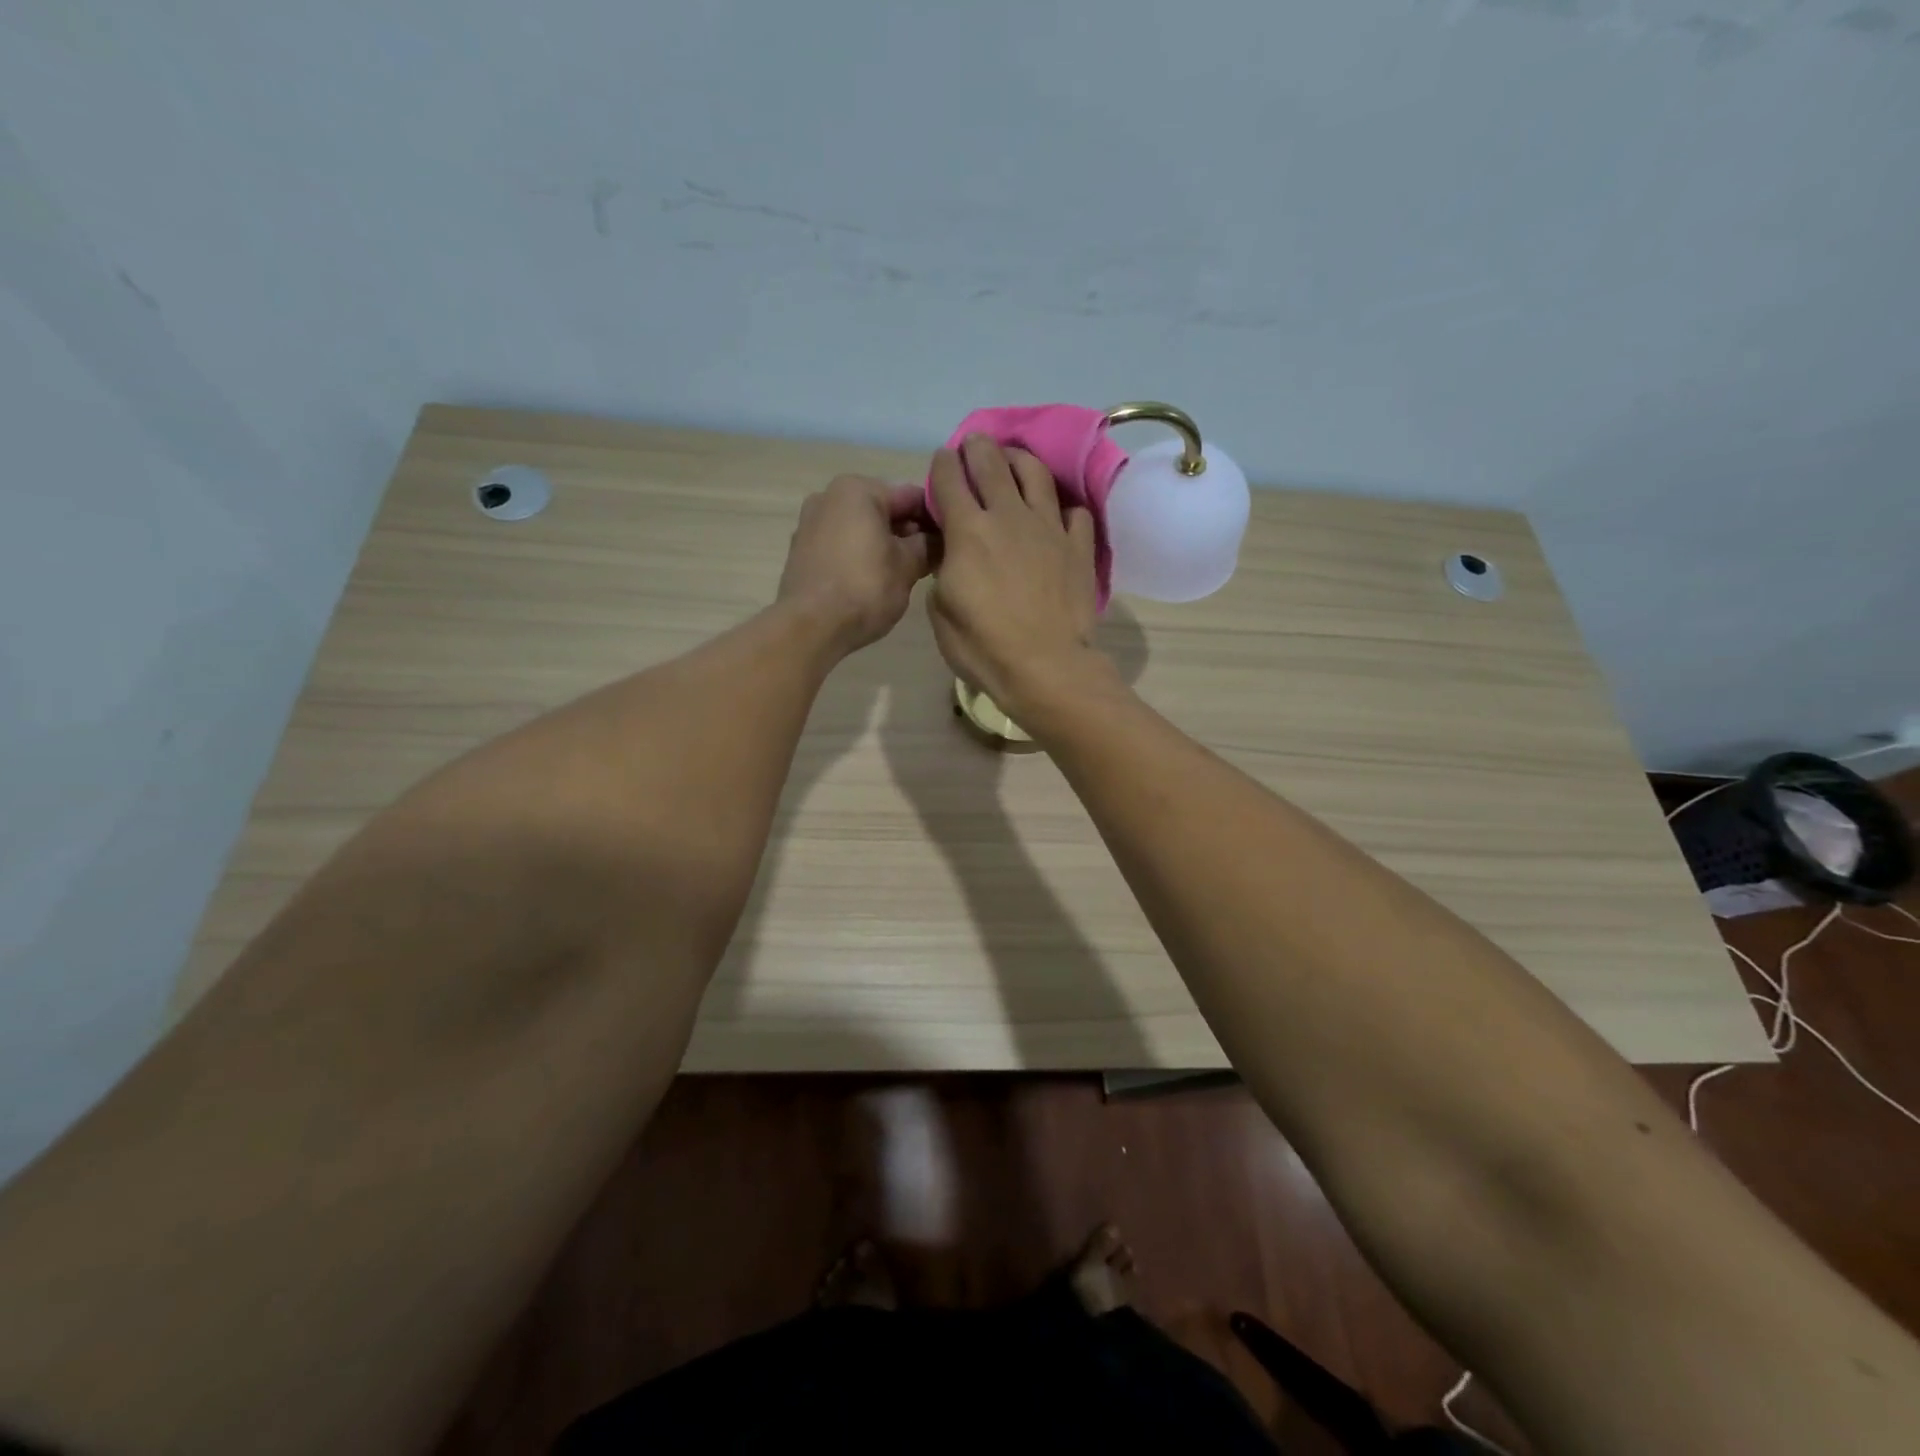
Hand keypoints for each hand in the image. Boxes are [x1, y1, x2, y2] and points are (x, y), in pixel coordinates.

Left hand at [777, 475, 932, 654]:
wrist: (811, 626)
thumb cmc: (865, 588)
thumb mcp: (908, 567)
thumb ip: (928, 546)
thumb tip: (940, 540)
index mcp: (858, 489)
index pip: (912, 496)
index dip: (936, 519)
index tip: (952, 542)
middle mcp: (829, 496)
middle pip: (884, 509)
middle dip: (909, 533)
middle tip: (931, 561)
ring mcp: (810, 523)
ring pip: (862, 528)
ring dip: (885, 544)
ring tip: (904, 574)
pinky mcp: (802, 551)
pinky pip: (842, 544)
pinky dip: (861, 555)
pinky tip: (874, 581)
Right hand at [926, 436, 1113, 720]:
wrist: (1046, 667)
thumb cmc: (984, 647)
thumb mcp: (941, 612)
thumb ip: (943, 571)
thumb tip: (952, 554)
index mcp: (967, 530)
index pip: (949, 478)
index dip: (942, 464)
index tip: (941, 461)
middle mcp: (1008, 516)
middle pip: (991, 462)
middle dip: (978, 448)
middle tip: (974, 447)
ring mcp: (1049, 528)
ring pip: (1035, 474)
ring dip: (1019, 460)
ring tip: (1013, 461)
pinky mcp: (1079, 546)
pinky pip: (1074, 512)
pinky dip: (1063, 508)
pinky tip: (1056, 515)